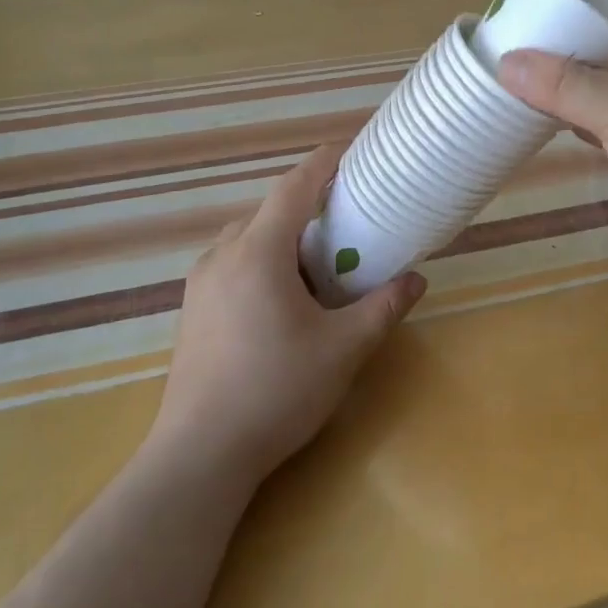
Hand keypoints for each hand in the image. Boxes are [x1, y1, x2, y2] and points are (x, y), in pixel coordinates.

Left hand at [150, 144, 424, 483]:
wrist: (199, 455)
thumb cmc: (276, 392)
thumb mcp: (343, 349)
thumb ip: (382, 308)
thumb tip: (416, 280)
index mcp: (258, 251)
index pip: (294, 187)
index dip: (324, 163)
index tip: (351, 151)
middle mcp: (223, 254)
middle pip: (270, 211)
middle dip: (309, 208)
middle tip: (347, 223)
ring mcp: (200, 282)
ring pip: (248, 238)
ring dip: (284, 238)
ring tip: (318, 265)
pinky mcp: (192, 309)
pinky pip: (233, 263)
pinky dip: (262, 261)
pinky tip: (282, 300)